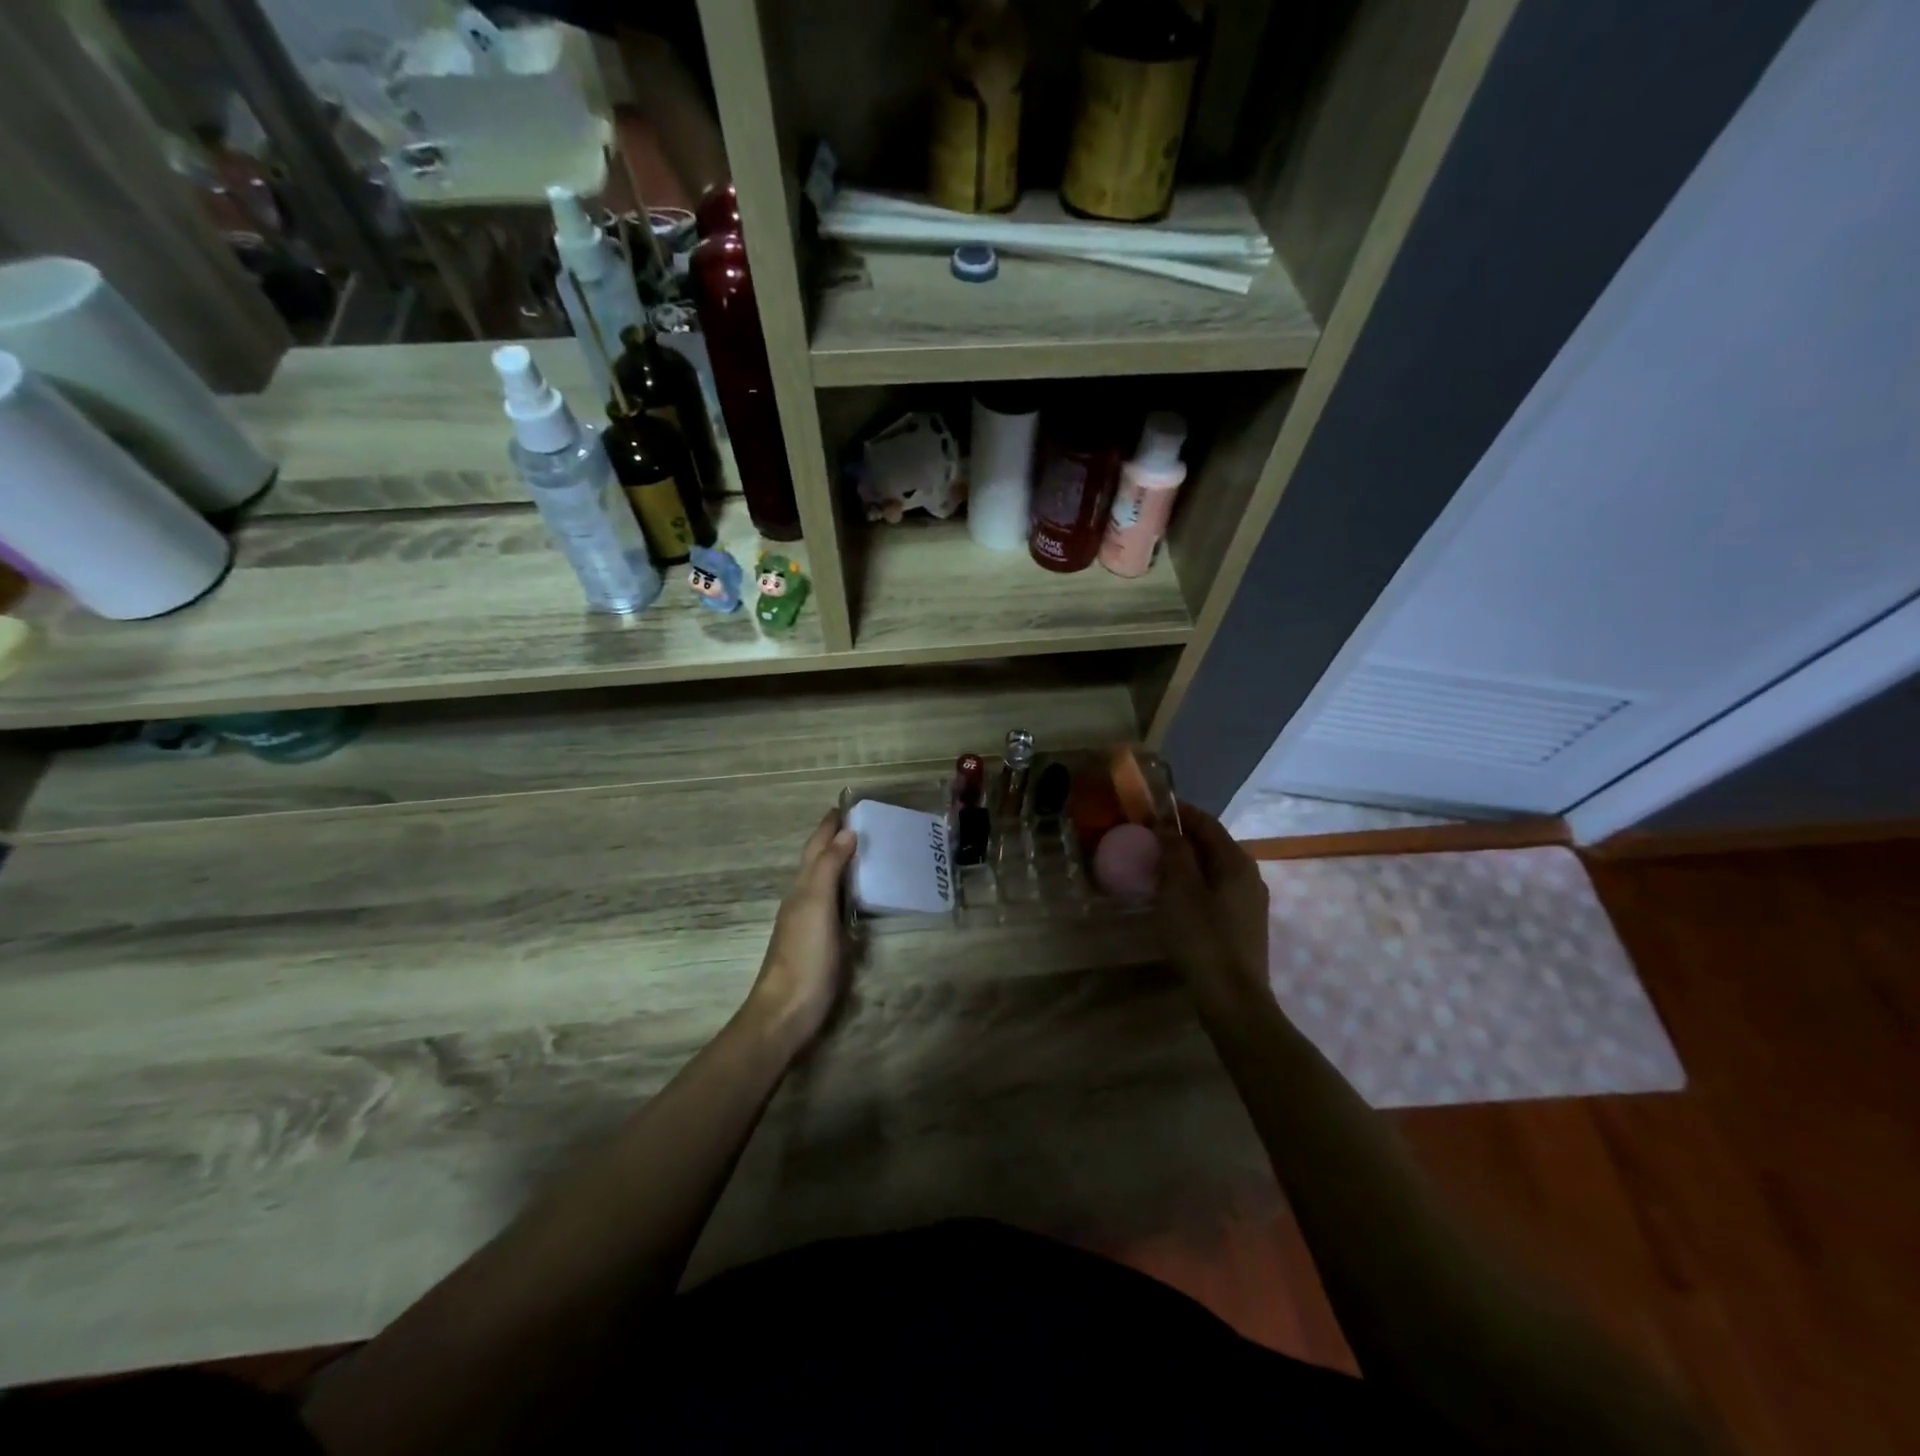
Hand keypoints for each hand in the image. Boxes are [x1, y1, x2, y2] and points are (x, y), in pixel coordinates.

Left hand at [746, 809, 857, 1050]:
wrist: (787, 1011)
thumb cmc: (804, 956)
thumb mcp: (816, 906)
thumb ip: (829, 869)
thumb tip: (846, 832)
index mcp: (802, 888)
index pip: (816, 847)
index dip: (829, 826)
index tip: (846, 805)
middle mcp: (804, 900)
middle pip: (819, 862)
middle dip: (836, 840)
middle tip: (865, 824)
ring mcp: (812, 923)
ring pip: (827, 883)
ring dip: (842, 864)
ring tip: (868, 852)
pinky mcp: (823, 944)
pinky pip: (837, 905)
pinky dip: (848, 891)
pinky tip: (861, 897)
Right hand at [1156, 803, 1271, 1012]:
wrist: (1232, 999)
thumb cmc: (1202, 937)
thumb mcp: (1179, 889)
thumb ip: (1175, 852)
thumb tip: (1168, 826)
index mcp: (1236, 862)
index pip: (1207, 823)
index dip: (1180, 812)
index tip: (1152, 808)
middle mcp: (1250, 876)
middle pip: (1213, 845)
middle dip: (1182, 837)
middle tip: (1149, 838)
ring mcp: (1250, 903)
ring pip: (1215, 870)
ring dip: (1187, 862)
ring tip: (1157, 866)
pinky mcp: (1244, 925)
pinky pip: (1216, 891)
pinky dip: (1195, 884)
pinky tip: (1175, 898)